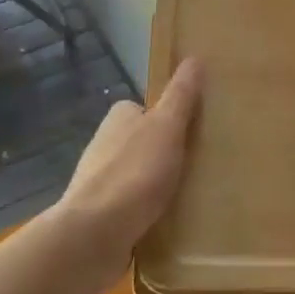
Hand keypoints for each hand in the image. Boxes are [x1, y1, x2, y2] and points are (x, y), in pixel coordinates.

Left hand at [56, 58, 204, 288]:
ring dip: (157, 185)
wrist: (94, 235)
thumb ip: (181, 96)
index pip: (145, 109)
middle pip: (142, 142)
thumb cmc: (134, 173)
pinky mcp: (101, 216)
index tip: (194, 131)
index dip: (168, 117)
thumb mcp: (166, 127)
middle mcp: (104, 146)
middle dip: (165, 153)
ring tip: (191, 195)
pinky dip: (148, 211)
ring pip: (137, 176)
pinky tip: (169, 221)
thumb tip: (194, 58)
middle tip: (200, 164)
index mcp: (118, 119)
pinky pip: (132, 207)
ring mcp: (100, 183)